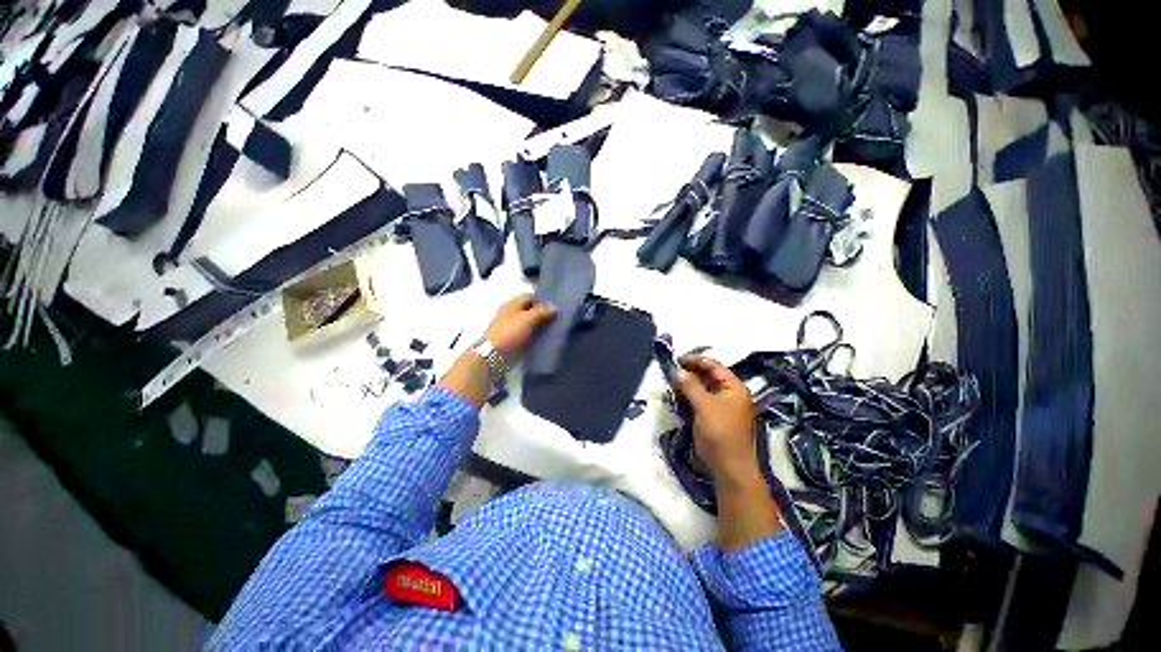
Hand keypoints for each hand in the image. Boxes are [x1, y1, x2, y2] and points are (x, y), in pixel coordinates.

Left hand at [484, 293, 555, 358]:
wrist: (493, 357)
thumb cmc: (509, 334)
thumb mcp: (527, 319)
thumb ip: (541, 311)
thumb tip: (555, 308)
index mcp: (513, 304)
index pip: (530, 296)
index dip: (543, 299)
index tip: (557, 305)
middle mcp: (513, 314)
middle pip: (532, 310)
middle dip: (545, 313)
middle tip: (560, 318)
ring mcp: (514, 328)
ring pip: (532, 323)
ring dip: (543, 325)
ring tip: (558, 328)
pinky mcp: (516, 341)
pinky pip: (531, 335)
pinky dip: (539, 336)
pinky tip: (550, 339)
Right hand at [677, 354, 781, 547]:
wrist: (728, 468)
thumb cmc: (720, 432)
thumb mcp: (704, 405)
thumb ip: (690, 385)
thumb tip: (676, 370)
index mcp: (733, 387)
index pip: (714, 366)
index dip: (695, 360)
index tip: (676, 359)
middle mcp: (729, 394)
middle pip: (708, 376)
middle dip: (689, 373)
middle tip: (671, 371)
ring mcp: (721, 406)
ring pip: (701, 389)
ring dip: (687, 385)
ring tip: (671, 383)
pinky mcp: (712, 417)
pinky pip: (699, 401)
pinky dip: (688, 397)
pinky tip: (677, 397)